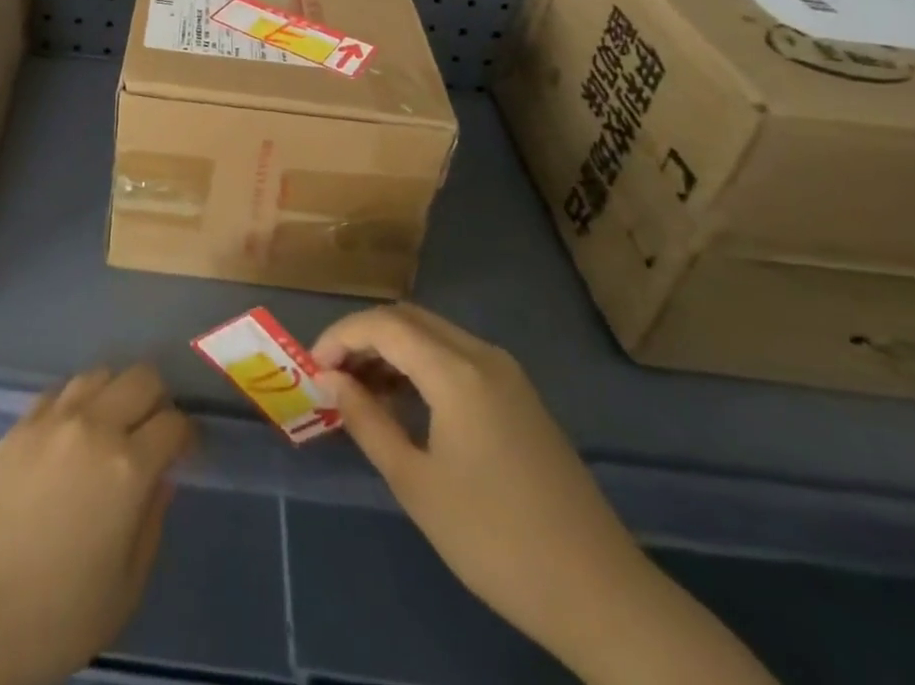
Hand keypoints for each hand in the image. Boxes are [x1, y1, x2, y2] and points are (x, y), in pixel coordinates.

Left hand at [0, 363, 193, 684]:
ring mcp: (52, 419)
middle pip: (141, 378)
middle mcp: (94, 426)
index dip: (186, 436)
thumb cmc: (55, 617)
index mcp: (128, 467)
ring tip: (113, 426)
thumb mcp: (125, 588)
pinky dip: (77, 401)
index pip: (174, 423)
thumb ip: (151, 522)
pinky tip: (72, 432)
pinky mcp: (19, 424)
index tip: (185, 453)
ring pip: (100, 373)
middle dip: (158, 400)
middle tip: (153, 433)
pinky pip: (60, 390)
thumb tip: (160, 478)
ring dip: (116, 392)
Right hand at [313, 304, 775, 684]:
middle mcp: (482, 356)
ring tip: (362, 392)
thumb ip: (366, 420)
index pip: (383, 325)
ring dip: (392, 350)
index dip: (340, 337)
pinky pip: (457, 357)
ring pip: (433, 335)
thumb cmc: (495, 539)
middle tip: (333, 376)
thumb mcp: (416, 483)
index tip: (313, 369)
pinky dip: (421, 366)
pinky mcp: (520, 397)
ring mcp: (507, 374)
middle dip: (363, 337)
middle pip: (408, 319)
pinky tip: (406, 404)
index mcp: (457, 371)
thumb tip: (329, 378)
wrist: (600, 594)